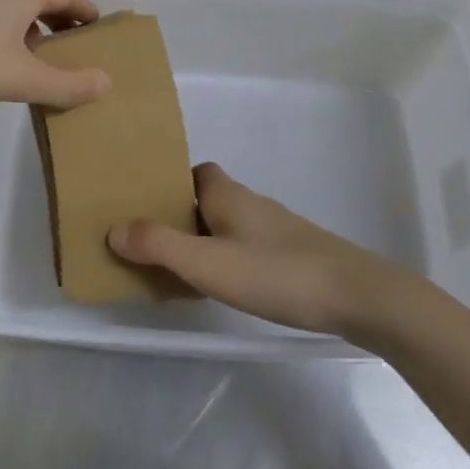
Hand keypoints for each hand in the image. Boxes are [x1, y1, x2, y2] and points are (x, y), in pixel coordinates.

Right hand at [107, 164, 412, 337]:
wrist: (356, 295)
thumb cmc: (276, 272)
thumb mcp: (208, 263)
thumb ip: (159, 246)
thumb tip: (113, 228)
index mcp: (227, 194)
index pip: (194, 172)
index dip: (169, 184)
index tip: (143, 205)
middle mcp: (250, 203)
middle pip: (207, 199)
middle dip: (180, 215)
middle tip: (150, 243)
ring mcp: (275, 229)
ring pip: (227, 224)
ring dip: (202, 238)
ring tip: (176, 269)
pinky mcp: (292, 254)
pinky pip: (245, 246)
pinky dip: (226, 257)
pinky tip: (223, 286)